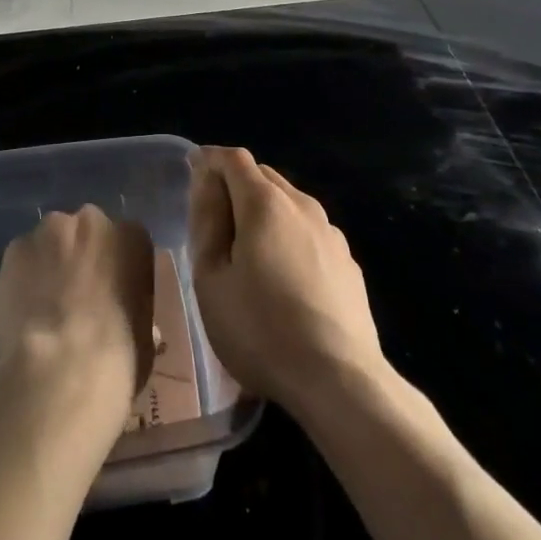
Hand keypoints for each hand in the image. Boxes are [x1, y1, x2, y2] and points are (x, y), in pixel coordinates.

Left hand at [0, 206, 154, 419]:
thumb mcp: (144, 337)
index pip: (127, 243)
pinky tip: (24, 311)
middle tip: (77, 298)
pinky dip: (22, 278)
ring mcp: (50, 230)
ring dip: (50, 264)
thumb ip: (135, 313)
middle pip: (86, 233)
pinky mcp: (16, 247)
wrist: (62, 369)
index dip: (117, 270)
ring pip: (51, 242)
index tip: (111, 296)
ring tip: (45, 307)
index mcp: (132, 237)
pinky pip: (22, 259)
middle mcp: (92, 221)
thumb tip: (126, 320)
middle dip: (82, 258)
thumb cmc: (119, 356)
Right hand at [190, 147, 386, 414]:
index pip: (233, 158)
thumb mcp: (211, 277)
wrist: (339, 380)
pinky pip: (310, 231)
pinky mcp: (348, 261)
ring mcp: (330, 232)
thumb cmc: (260, 329)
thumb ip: (206, 220)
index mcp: (264, 203)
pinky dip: (290, 236)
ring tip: (248, 250)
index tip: (192, 174)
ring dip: (265, 210)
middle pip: (263, 176)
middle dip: (236, 184)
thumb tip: (205, 178)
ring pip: (289, 202)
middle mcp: (302, 204)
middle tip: (214, 219)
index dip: (210, 160)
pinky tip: (285, 276)